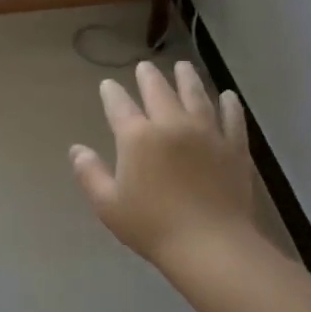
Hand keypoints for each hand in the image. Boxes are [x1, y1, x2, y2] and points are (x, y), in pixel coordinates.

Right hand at [72, 61, 255, 267]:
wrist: (211, 245)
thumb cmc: (152, 227)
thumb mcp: (108, 205)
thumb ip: (90, 173)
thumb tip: (76, 150)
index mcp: (138, 137)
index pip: (119, 105)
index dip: (111, 93)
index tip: (108, 85)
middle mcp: (171, 124)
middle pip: (158, 91)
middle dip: (148, 76)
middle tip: (145, 66)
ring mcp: (207, 132)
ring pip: (196, 95)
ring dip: (187, 78)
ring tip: (183, 66)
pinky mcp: (234, 147)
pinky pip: (232, 118)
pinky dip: (230, 105)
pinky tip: (228, 97)